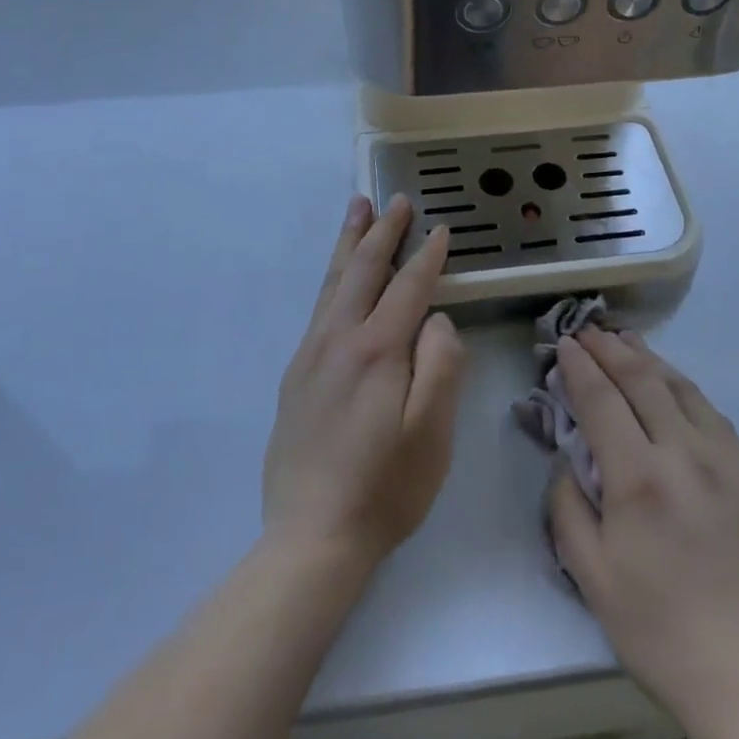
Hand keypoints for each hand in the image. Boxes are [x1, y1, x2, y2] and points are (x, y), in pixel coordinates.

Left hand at [262, 194, 465, 574]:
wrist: (310, 538)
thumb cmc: (385, 489)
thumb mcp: (432, 434)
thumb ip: (441, 366)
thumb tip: (438, 320)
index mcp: (378, 350)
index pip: (408, 287)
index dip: (427, 256)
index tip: (441, 229)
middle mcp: (340, 338)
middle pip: (364, 269)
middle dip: (383, 231)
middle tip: (396, 200)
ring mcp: (312, 353)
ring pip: (334, 281)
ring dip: (350, 241)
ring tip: (357, 208)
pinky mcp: (296, 373)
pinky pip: (320, 306)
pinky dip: (334, 276)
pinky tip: (339, 275)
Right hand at [547, 327, 738, 738]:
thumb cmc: (659, 630)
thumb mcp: (591, 576)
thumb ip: (567, 506)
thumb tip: (567, 458)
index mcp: (640, 479)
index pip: (602, 400)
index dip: (579, 367)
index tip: (564, 344)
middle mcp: (684, 455)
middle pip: (642, 380)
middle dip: (610, 349)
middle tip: (587, 330)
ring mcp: (726, 461)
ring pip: (681, 387)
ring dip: (648, 358)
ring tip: (625, 340)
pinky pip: (712, 413)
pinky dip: (683, 387)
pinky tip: (671, 384)